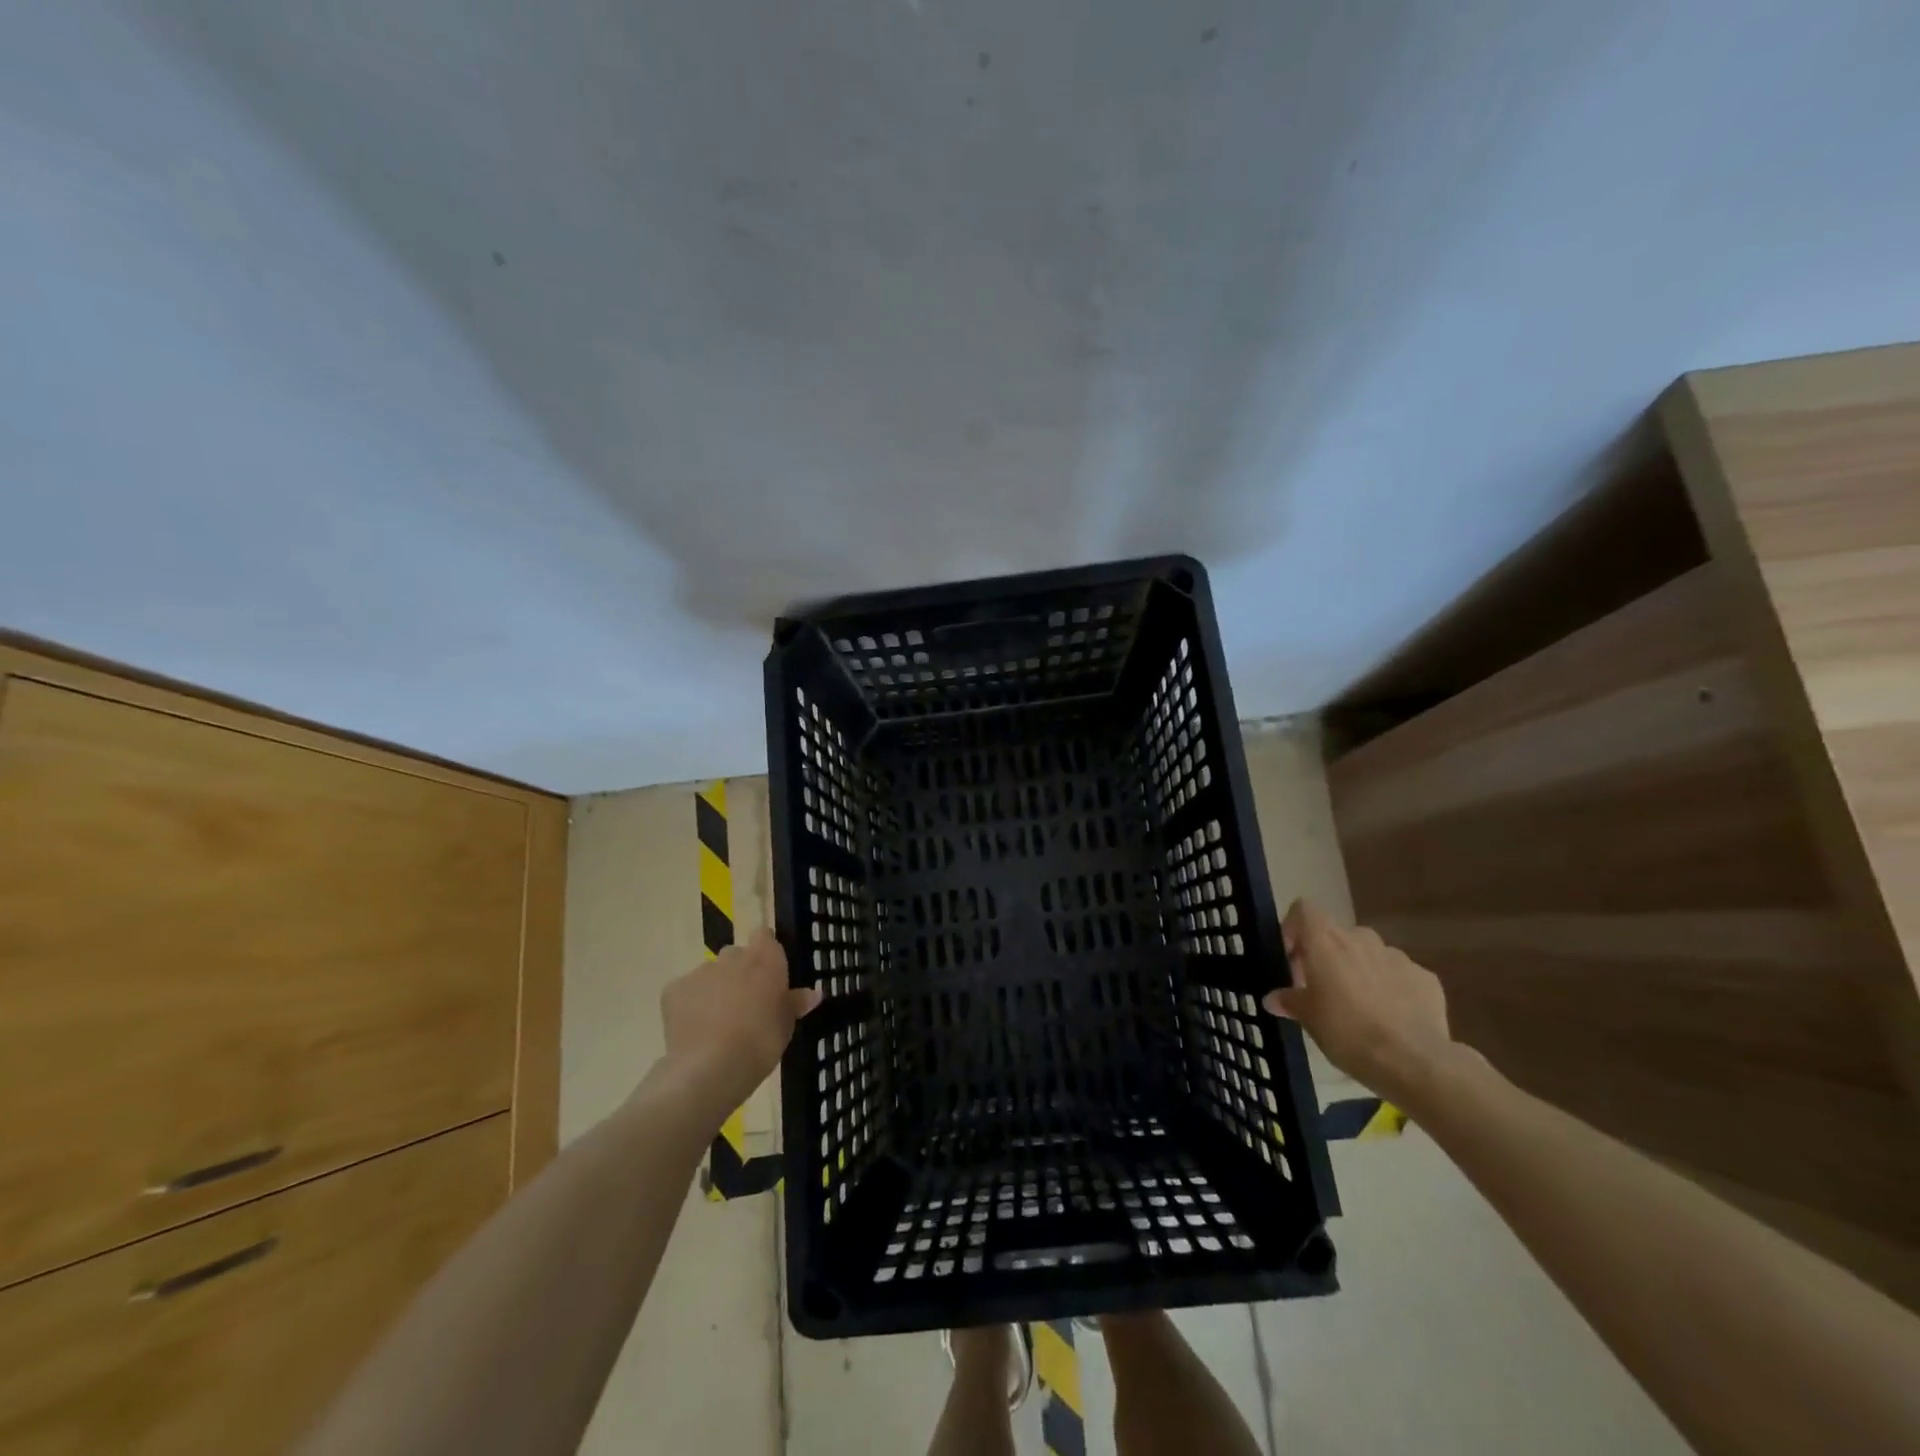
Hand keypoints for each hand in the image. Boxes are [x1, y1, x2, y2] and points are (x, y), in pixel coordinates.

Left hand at [659, 929, 820, 1125]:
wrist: (711, 1068)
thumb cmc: (760, 1043)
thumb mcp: (786, 1025)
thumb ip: (795, 1003)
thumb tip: (814, 993)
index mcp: (765, 958)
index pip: (765, 936)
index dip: (766, 952)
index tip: (769, 975)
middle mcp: (732, 956)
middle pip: (736, 955)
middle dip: (739, 973)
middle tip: (746, 1004)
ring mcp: (701, 971)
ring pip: (710, 973)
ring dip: (715, 989)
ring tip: (718, 1022)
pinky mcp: (673, 989)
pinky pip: (686, 991)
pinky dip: (690, 1004)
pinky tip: (695, 1029)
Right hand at [1263, 899, 1453, 1101]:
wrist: (1412, 1061)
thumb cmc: (1347, 1031)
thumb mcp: (1308, 1019)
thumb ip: (1289, 1001)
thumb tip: (1273, 999)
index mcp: (1326, 941)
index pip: (1303, 909)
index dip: (1294, 928)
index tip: (1292, 958)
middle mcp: (1361, 938)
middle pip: (1337, 934)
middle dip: (1327, 955)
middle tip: (1322, 988)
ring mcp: (1397, 956)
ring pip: (1369, 953)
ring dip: (1359, 970)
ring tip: (1359, 1005)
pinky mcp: (1426, 978)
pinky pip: (1399, 974)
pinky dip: (1391, 987)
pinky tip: (1391, 1017)